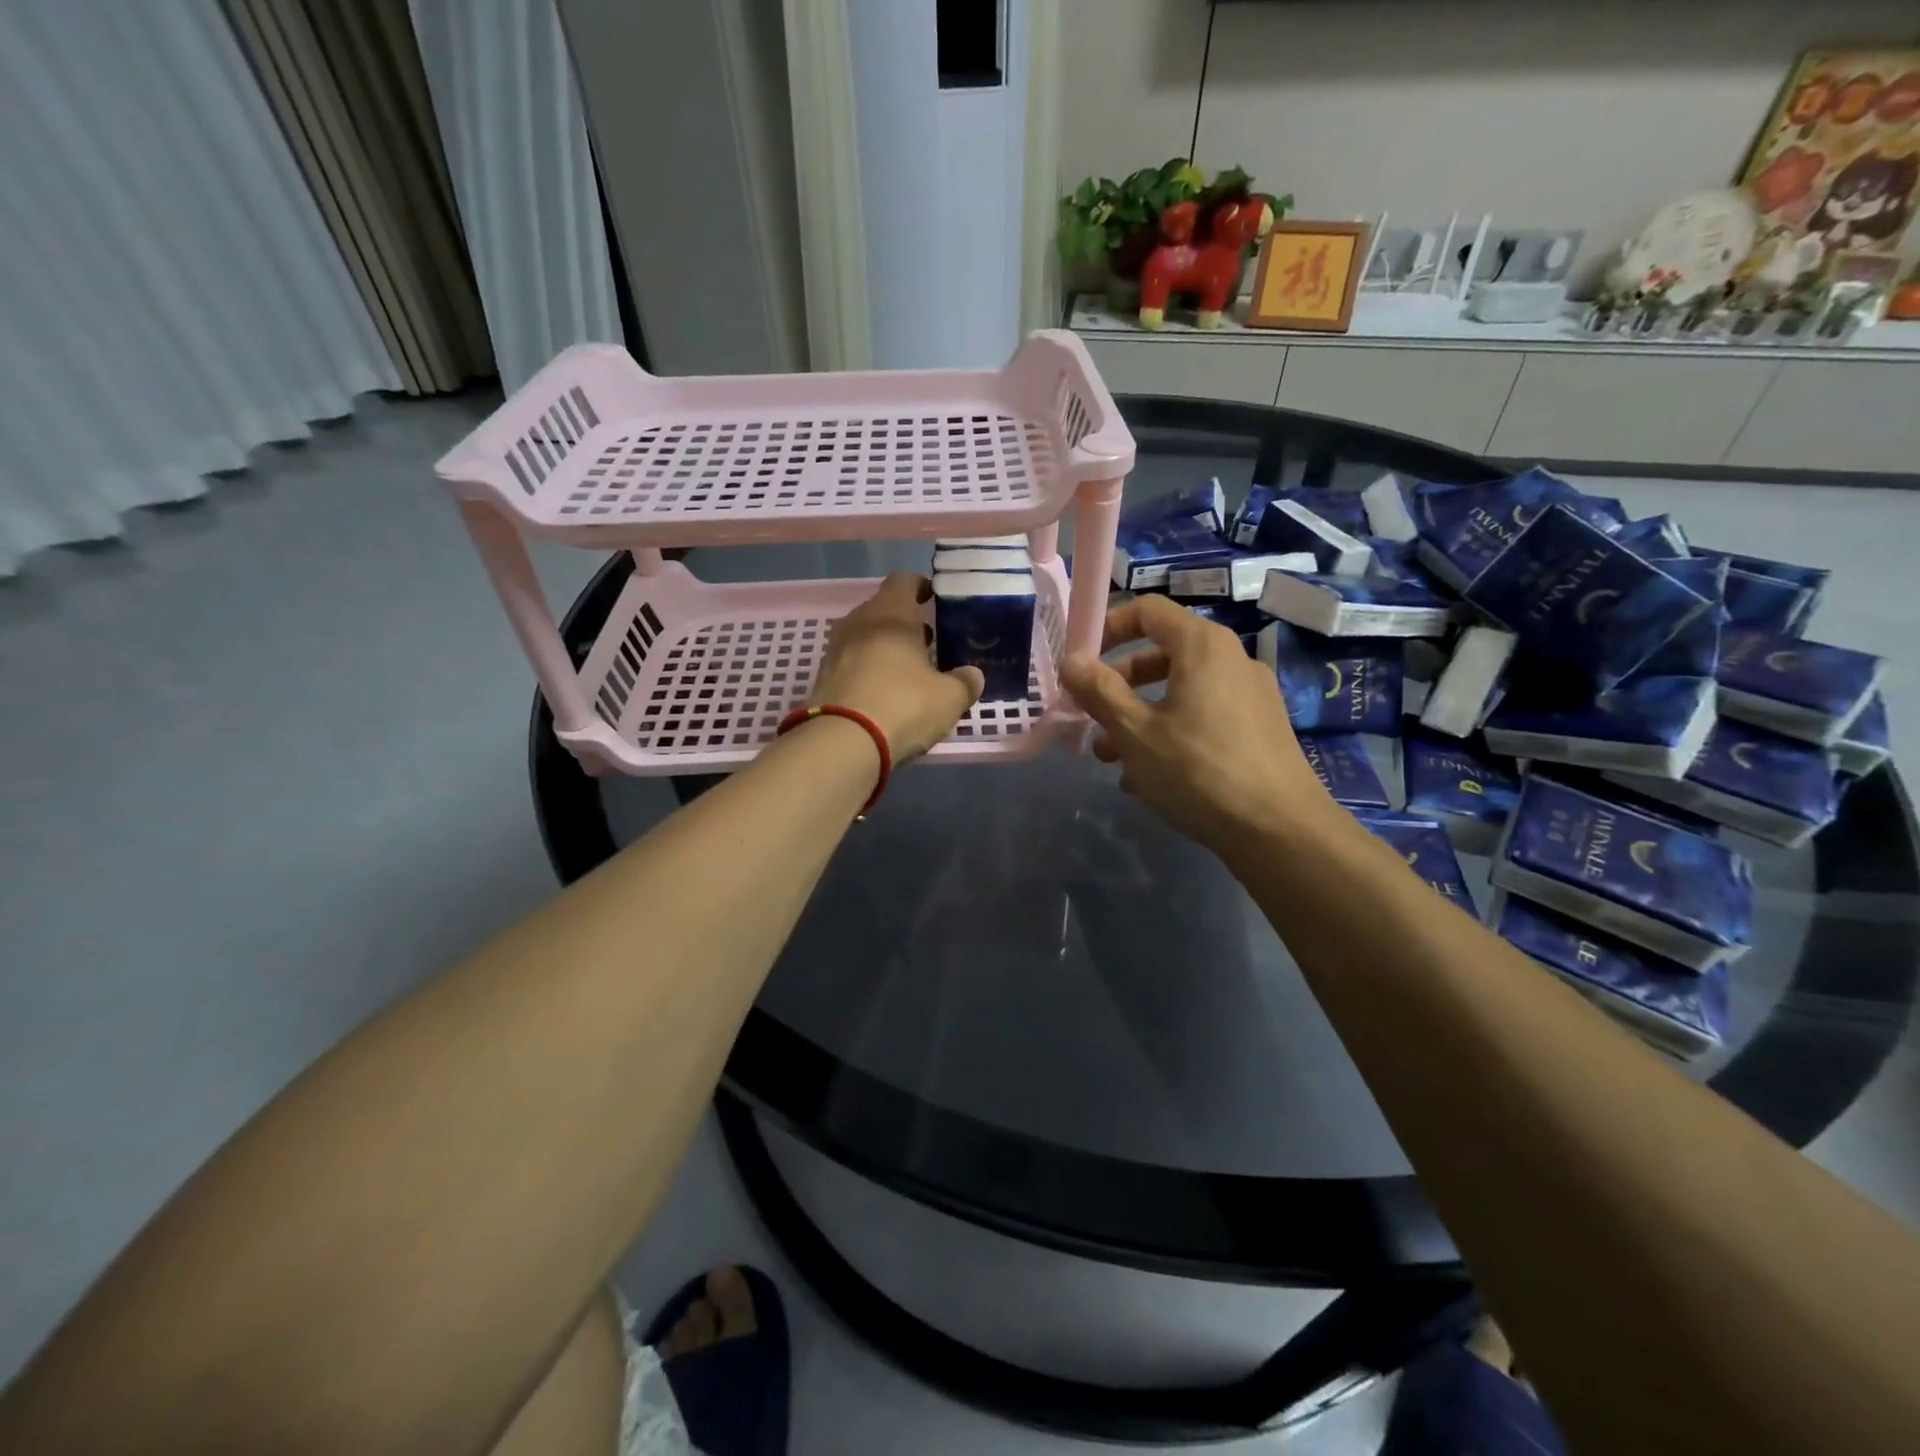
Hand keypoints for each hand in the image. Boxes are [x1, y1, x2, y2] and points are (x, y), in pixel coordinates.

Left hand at [808, 573, 983, 761]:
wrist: (841, 742)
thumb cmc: (903, 705)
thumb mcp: (949, 698)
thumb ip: (965, 683)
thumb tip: (973, 675)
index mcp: (891, 614)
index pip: (904, 580)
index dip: (921, 587)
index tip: (935, 600)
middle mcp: (858, 622)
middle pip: (883, 610)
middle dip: (904, 623)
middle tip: (928, 642)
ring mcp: (835, 649)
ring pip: (865, 637)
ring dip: (885, 648)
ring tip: (908, 671)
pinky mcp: (822, 678)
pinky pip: (851, 663)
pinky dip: (868, 671)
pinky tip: (884, 694)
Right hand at [1058, 595, 1333, 850]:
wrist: (1280, 830)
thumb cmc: (1198, 770)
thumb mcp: (1135, 732)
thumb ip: (1099, 691)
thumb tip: (1071, 661)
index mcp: (1202, 646)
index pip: (1148, 610)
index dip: (1108, 627)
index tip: (1081, 661)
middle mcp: (1231, 660)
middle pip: (1161, 654)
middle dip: (1118, 685)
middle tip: (1089, 717)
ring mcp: (1249, 696)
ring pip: (1179, 693)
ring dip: (1138, 717)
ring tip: (1110, 758)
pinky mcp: (1258, 730)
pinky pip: (1202, 718)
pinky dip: (1170, 734)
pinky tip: (1148, 778)